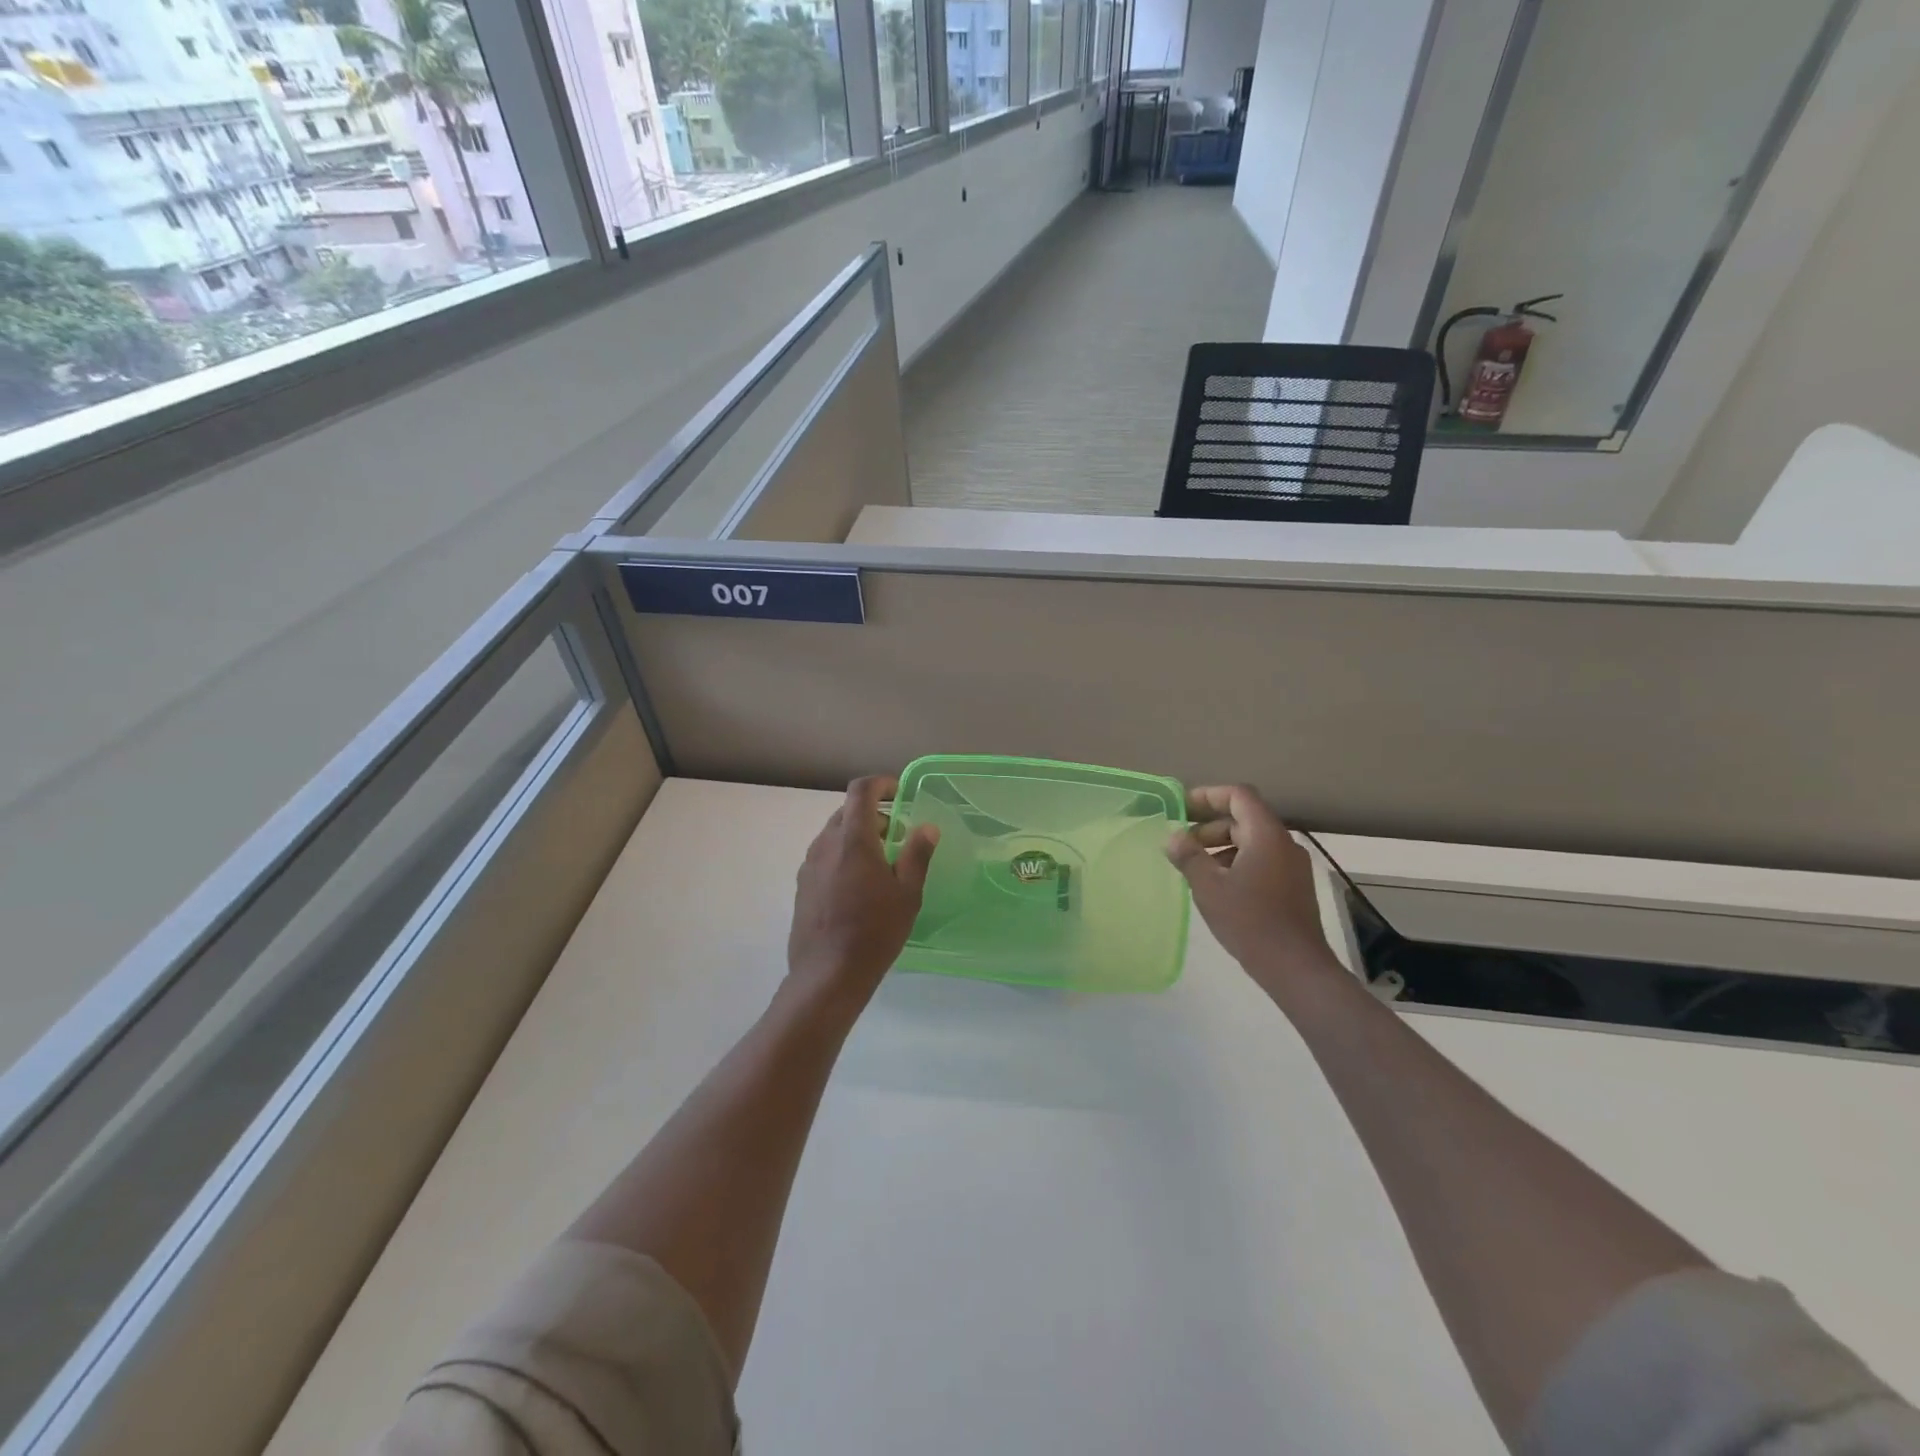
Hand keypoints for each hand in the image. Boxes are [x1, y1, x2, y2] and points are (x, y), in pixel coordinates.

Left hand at [787, 776, 938, 1009]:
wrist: (827, 974)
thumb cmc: (875, 931)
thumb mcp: (907, 893)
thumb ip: (917, 854)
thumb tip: (926, 827)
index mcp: (853, 839)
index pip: (861, 790)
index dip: (881, 784)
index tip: (899, 794)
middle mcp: (825, 844)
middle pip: (847, 811)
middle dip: (873, 814)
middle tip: (897, 835)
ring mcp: (809, 865)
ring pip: (834, 834)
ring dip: (857, 836)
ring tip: (881, 863)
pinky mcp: (802, 885)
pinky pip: (824, 856)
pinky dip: (843, 855)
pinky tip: (858, 886)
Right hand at [1166, 785, 1342, 997]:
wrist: (1295, 967)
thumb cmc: (1249, 921)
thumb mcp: (1209, 887)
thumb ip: (1188, 857)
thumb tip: (1173, 837)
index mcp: (1266, 835)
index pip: (1239, 796)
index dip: (1208, 795)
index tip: (1182, 808)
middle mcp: (1284, 843)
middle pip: (1244, 818)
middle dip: (1209, 827)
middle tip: (1182, 845)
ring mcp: (1292, 865)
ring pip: (1252, 841)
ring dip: (1221, 847)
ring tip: (1195, 868)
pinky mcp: (1294, 886)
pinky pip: (1261, 860)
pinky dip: (1236, 862)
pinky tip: (1218, 886)